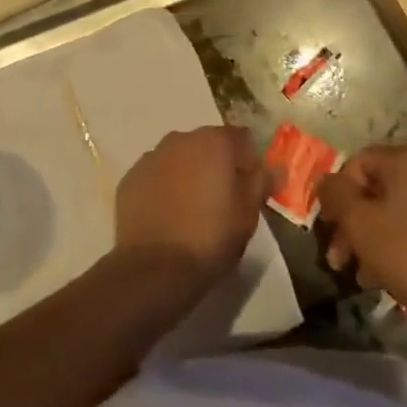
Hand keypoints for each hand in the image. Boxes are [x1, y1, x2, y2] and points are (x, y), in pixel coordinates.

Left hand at [115, 125, 269, 286]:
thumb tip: (276, 166)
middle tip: (224, 201)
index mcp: (213, 141)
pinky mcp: (130, 179)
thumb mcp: (248, 213)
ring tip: (193, 211)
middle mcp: (180, 139)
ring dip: (189, 175)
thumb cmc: (211, 237)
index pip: (241, 138)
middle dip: (217, 166)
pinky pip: (156, 177)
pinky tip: (169, 217)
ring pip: (179, 159)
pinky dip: (164, 188)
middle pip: (207, 145)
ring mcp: (150, 157)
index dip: (249, 161)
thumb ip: (262, 182)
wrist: (155, 267)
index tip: (251, 188)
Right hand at [315, 145, 406, 317]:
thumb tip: (324, 179)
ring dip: (378, 237)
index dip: (338, 194)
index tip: (330, 228)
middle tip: (341, 258)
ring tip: (365, 275)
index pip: (359, 163)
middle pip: (382, 189)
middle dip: (357, 223)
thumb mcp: (358, 222)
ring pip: (404, 210)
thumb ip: (335, 194)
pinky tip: (396, 274)